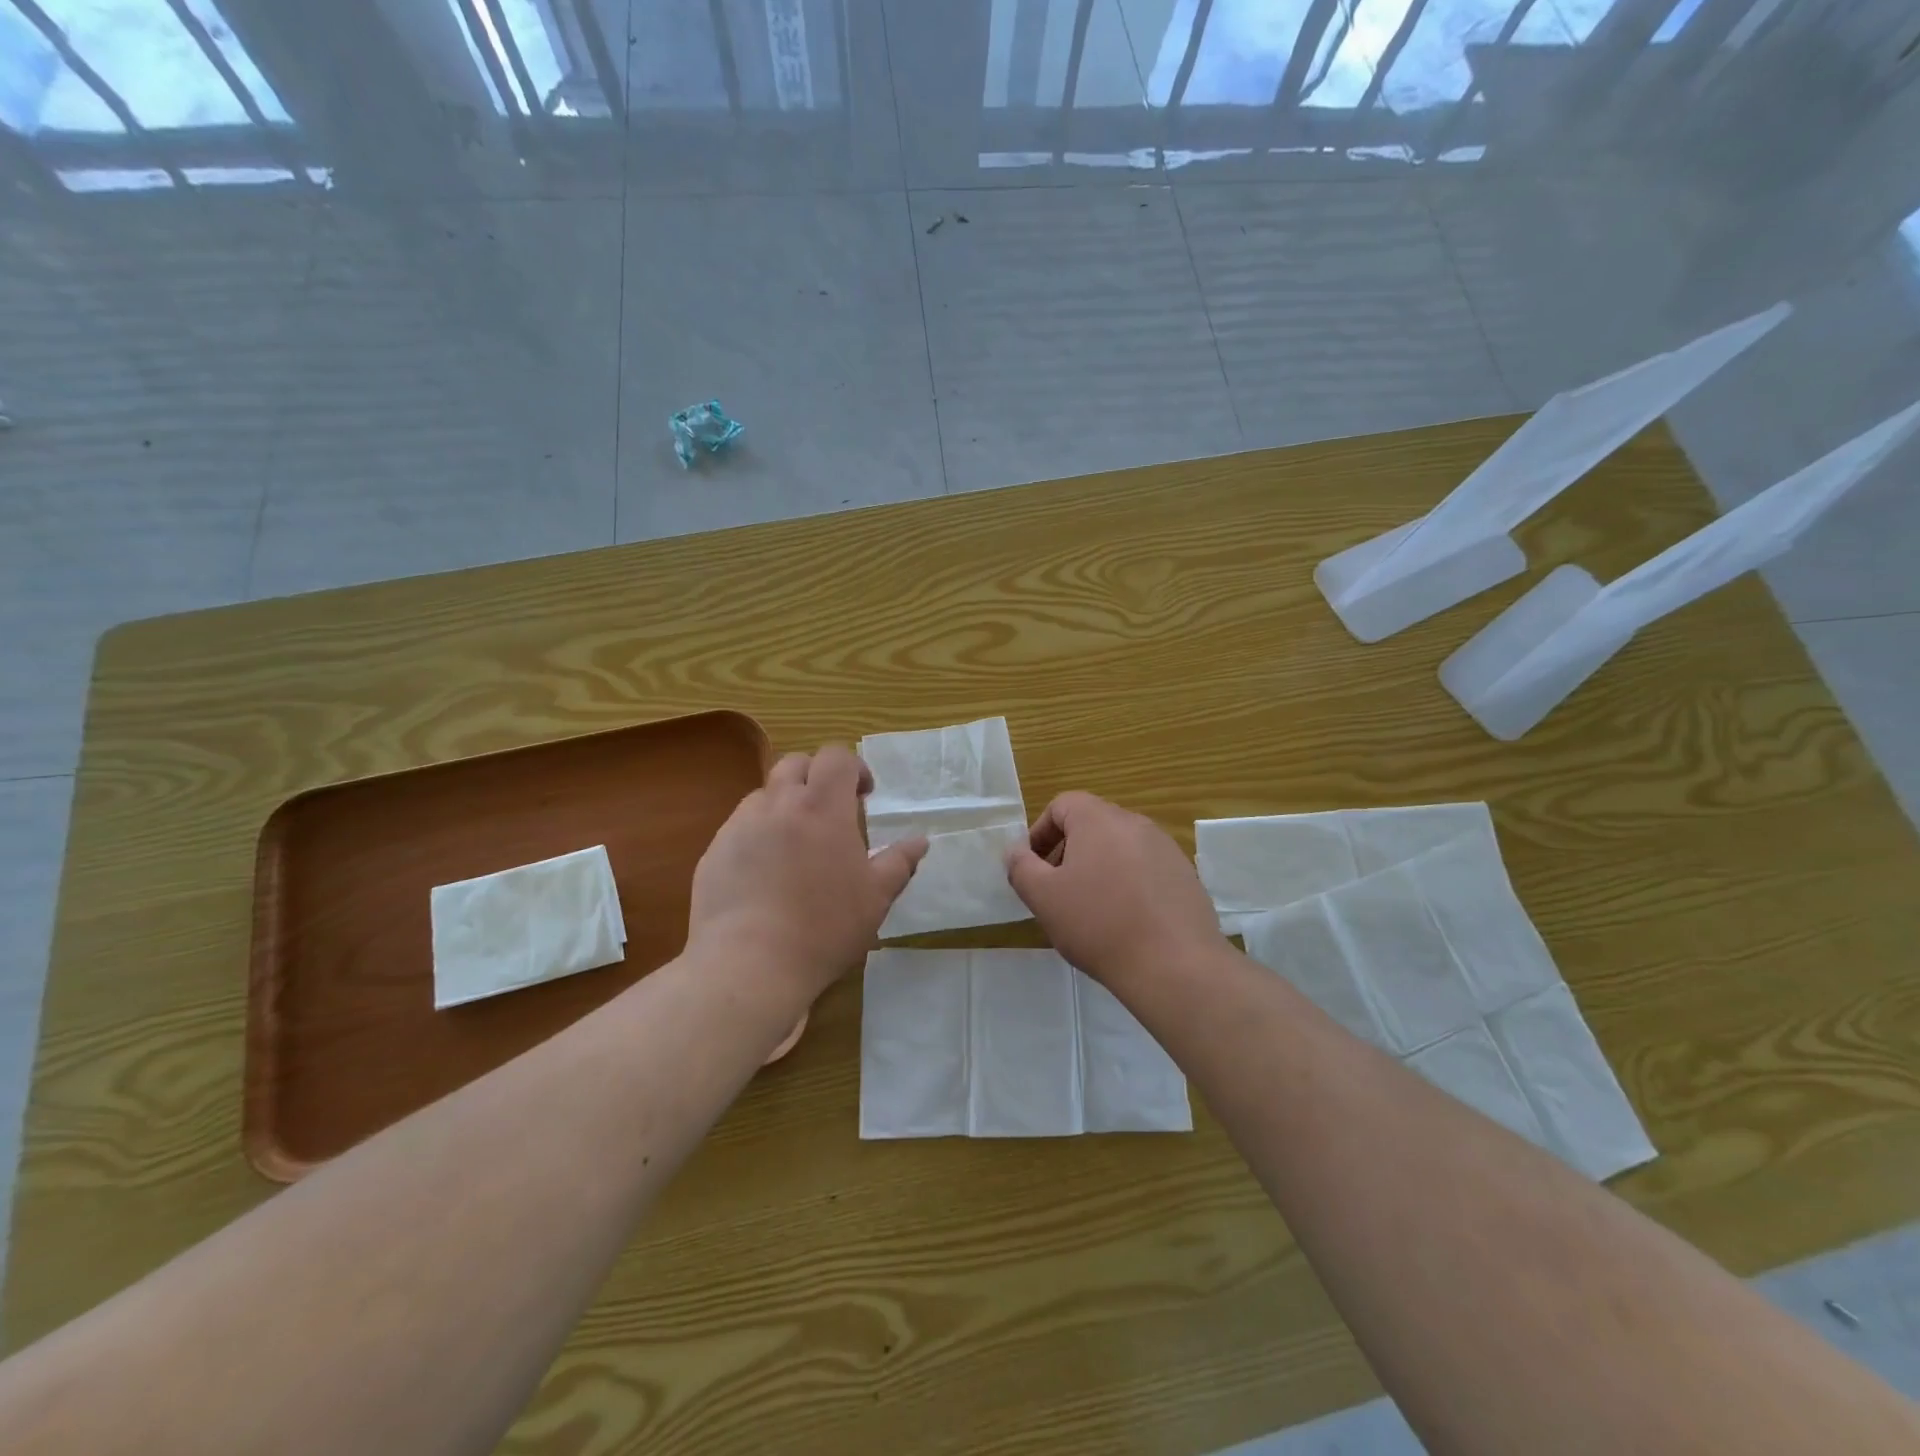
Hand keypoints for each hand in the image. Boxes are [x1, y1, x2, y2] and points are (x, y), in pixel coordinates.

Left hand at [688, 744, 926, 998]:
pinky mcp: (714, 851)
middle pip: (796, 764)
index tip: (864, 796)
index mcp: (822, 807)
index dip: (853, 767)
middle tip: (830, 812)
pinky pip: (739, 827)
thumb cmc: (824, 927)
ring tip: (796, 844)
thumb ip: (899, 862)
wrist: (749, 964)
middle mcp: (779, 804)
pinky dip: (757, 834)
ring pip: (764, 794)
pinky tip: (764, 874)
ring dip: (785, 805)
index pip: (836, 757)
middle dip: (816, 777)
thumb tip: (920, 841)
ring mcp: (740, 825)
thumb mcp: (876, 898)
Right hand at [1005, 791, 1223, 988]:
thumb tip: (1016, 850)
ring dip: (1099, 868)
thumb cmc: (1099, 924)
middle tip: (1057, 891)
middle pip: (1092, 824)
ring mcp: (1166, 849)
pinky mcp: (1186, 876)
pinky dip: (1128, 884)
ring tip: (1091, 910)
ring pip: (1120, 847)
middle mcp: (1135, 823)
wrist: (1175, 965)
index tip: (1033, 867)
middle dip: (1068, 852)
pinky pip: (1146, 869)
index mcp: (1099, 819)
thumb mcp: (1043, 897)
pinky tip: (1125, 921)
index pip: (1062, 805)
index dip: (1040, 832)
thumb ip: (1020, 866)